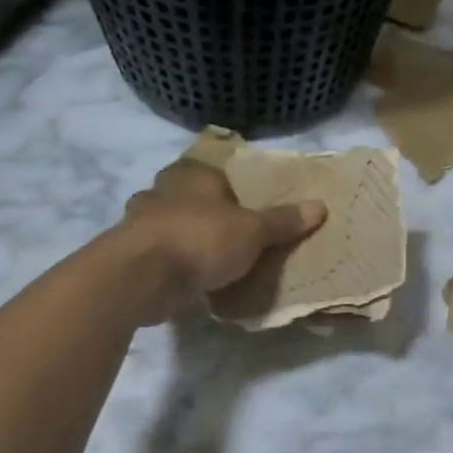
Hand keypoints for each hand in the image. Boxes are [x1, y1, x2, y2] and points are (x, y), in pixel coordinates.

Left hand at [119, 159, 325, 322]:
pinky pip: (162, 254)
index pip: (218, 173)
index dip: (236, 191)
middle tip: (238, 238)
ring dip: (190, 240)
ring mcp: (141, 221)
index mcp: (192, 173)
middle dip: (211, 215)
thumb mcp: (253, 231)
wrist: (142, 276)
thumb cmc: (201, 239)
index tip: (252, 212)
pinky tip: (192, 279)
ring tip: (217, 262)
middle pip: (194, 199)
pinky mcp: (131, 253)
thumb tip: (321, 206)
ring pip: (174, 226)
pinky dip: (176, 264)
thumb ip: (283, 221)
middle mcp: (163, 189)